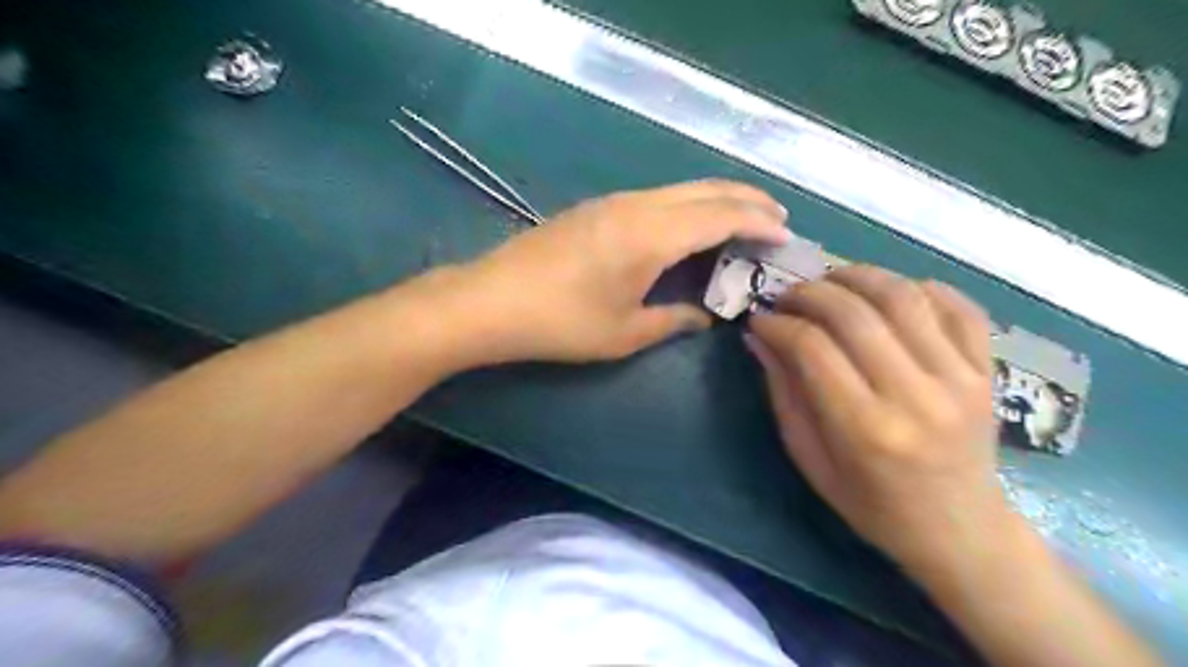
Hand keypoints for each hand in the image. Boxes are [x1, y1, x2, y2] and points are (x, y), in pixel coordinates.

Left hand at [450, 182, 790, 364]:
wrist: (491, 300)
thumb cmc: (561, 323)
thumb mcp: (624, 333)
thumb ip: (673, 320)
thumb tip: (703, 316)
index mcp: (652, 235)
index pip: (721, 216)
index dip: (758, 222)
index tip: (786, 234)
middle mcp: (638, 206)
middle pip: (705, 189)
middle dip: (747, 198)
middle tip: (776, 216)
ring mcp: (614, 201)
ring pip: (681, 188)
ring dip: (717, 198)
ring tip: (742, 217)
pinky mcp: (596, 206)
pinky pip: (658, 196)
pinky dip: (688, 204)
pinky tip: (691, 224)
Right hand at [746, 265, 1004, 573]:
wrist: (959, 529)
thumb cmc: (871, 504)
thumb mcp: (810, 459)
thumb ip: (783, 394)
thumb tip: (759, 336)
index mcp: (865, 429)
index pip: (812, 347)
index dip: (778, 324)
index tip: (760, 319)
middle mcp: (916, 397)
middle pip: (855, 313)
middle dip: (809, 294)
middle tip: (787, 297)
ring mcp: (960, 379)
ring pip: (903, 297)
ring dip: (857, 276)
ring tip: (831, 282)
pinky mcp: (987, 371)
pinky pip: (957, 306)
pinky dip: (918, 287)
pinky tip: (887, 294)